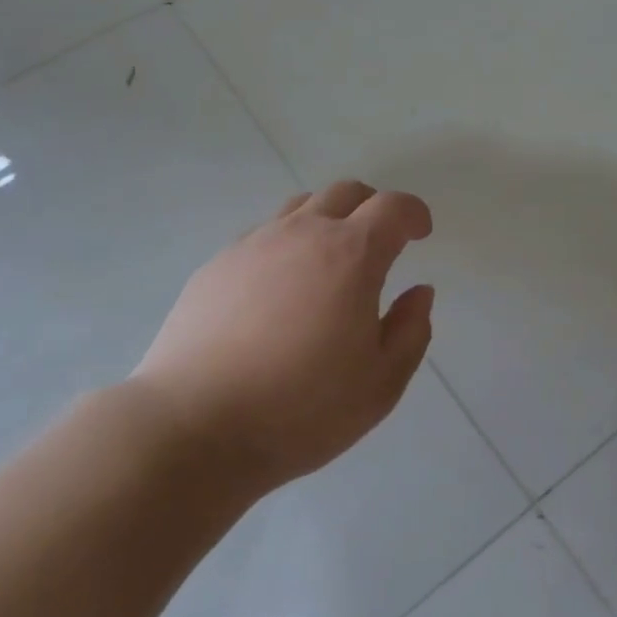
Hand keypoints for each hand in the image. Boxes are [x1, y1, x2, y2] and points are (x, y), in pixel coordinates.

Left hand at [133, 181, 435, 488]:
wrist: (195, 424)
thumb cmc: (302, 409)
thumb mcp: (380, 383)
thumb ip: (410, 330)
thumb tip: (419, 292)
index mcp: (350, 255)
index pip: (392, 208)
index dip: (413, 213)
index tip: (421, 233)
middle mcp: (301, 233)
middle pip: (345, 192)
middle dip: (372, 207)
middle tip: (381, 241)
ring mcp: (253, 244)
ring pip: (299, 207)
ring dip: (326, 220)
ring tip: (329, 262)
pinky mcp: (216, 265)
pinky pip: (262, 236)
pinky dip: (286, 245)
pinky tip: (279, 290)